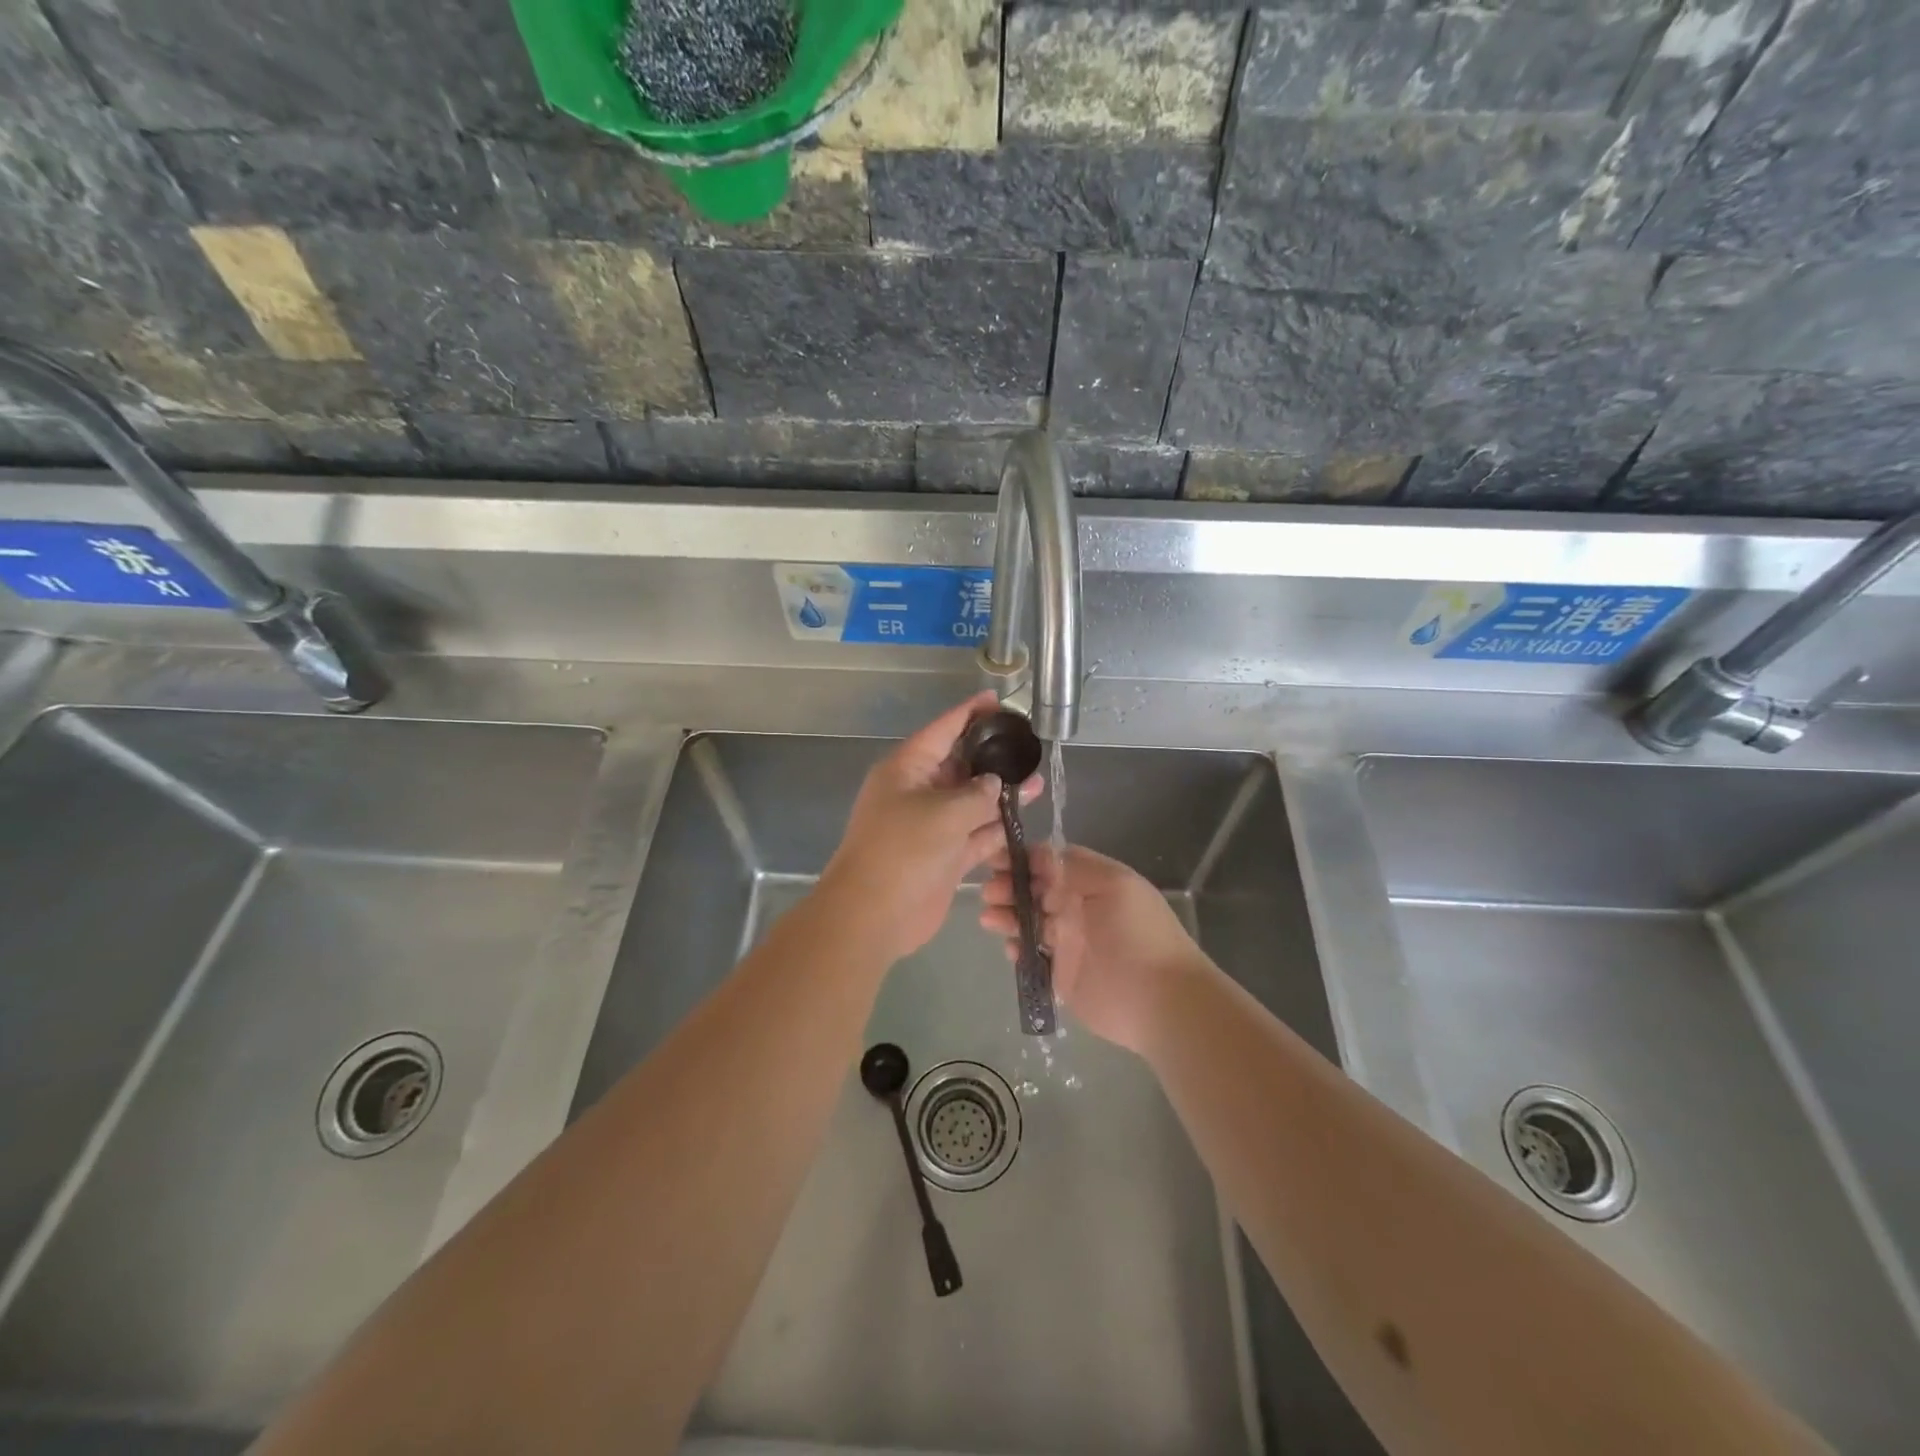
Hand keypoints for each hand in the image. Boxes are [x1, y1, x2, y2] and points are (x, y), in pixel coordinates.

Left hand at [821, 692, 1041, 963]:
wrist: (873, 914)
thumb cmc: (903, 851)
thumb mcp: (944, 813)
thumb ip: (977, 794)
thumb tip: (994, 784)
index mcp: (907, 769)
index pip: (943, 729)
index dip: (970, 713)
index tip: (997, 700)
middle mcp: (918, 792)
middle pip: (959, 765)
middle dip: (991, 756)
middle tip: (1027, 745)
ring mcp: (931, 826)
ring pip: (971, 801)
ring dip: (1001, 794)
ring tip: (1037, 781)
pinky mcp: (943, 856)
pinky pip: (974, 834)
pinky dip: (996, 828)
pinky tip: (1024, 818)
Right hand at [980, 844, 1209, 1055]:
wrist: (1160, 1000)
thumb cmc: (1138, 934)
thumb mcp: (1114, 885)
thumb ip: (1074, 867)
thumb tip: (1039, 853)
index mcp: (1093, 882)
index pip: (1052, 862)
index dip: (1024, 858)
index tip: (997, 857)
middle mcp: (1078, 907)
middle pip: (1035, 889)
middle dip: (1010, 885)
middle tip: (990, 890)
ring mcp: (1068, 942)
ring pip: (1028, 921)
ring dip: (1007, 915)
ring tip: (989, 917)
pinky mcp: (1060, 975)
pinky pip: (1030, 956)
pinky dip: (1016, 948)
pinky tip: (1010, 947)